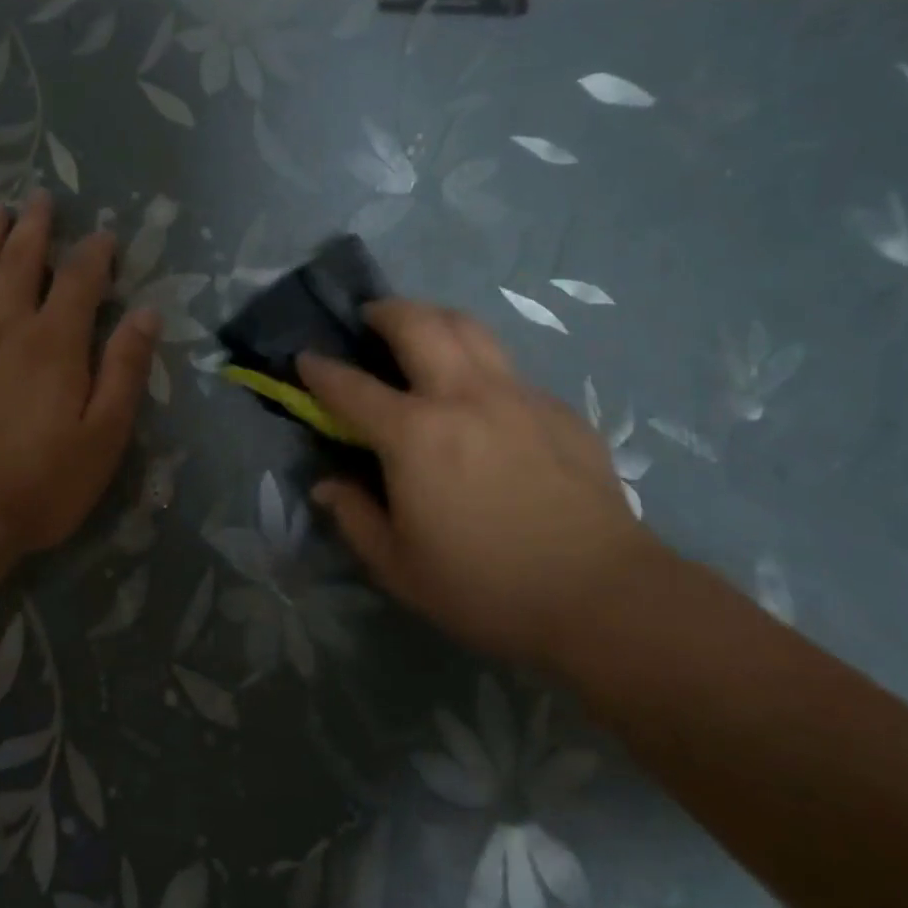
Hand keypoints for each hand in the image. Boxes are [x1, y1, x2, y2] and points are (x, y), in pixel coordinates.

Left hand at [0, 190, 159, 564]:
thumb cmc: (43, 482)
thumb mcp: (105, 433)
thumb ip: (125, 370)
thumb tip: (148, 313)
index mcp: (55, 344)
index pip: (80, 281)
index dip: (95, 253)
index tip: (106, 235)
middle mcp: (7, 331)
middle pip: (22, 265)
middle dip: (36, 229)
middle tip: (42, 199)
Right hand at [299, 299, 657, 664]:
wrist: (601, 595)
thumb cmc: (486, 587)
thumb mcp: (399, 566)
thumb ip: (354, 517)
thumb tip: (327, 486)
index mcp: (415, 435)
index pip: (352, 388)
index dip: (321, 370)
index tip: (305, 358)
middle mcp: (464, 397)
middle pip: (419, 324)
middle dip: (385, 311)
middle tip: (370, 317)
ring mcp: (517, 396)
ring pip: (471, 329)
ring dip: (435, 319)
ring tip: (422, 332)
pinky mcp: (558, 409)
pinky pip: (508, 369)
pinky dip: (480, 366)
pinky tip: (481, 400)